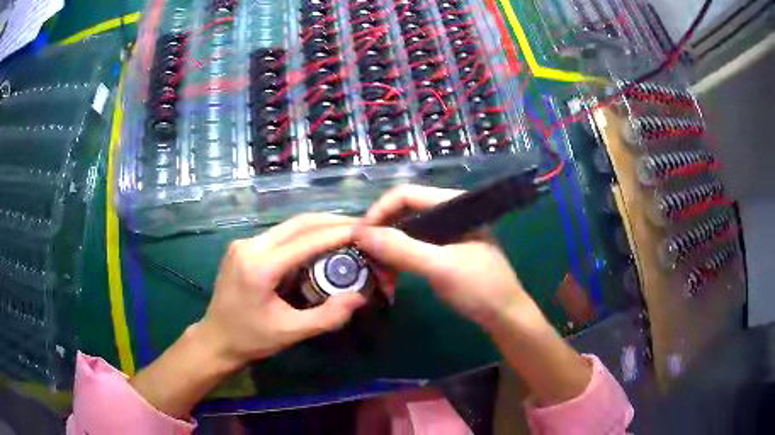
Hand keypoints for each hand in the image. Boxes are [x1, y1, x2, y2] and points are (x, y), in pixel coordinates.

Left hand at [198, 213, 367, 367]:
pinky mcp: (243, 247)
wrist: (216, 339)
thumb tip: (359, 296)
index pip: (306, 241)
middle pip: (297, 224)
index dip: (338, 233)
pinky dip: (302, 237)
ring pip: (288, 227)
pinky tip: (318, 245)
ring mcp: (243, 244)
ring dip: (317, 227)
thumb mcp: (290, 332)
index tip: (365, 229)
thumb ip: (327, 316)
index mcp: (259, 267)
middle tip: (360, 226)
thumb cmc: (251, 339)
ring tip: (345, 233)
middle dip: (331, 222)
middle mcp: (249, 246)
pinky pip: (279, 236)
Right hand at [353, 184, 541, 331]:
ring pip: (405, 233)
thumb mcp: (440, 267)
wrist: (505, 317)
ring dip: (387, 251)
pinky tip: (389, 277)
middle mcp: (448, 214)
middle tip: (363, 257)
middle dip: (381, 234)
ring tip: (376, 273)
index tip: (358, 236)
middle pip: (403, 213)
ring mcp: (446, 234)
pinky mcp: (443, 252)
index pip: (406, 195)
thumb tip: (360, 234)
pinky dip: (398, 262)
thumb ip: (402, 248)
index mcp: (453, 205)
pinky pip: (413, 249)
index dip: (379, 211)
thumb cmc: (480, 288)